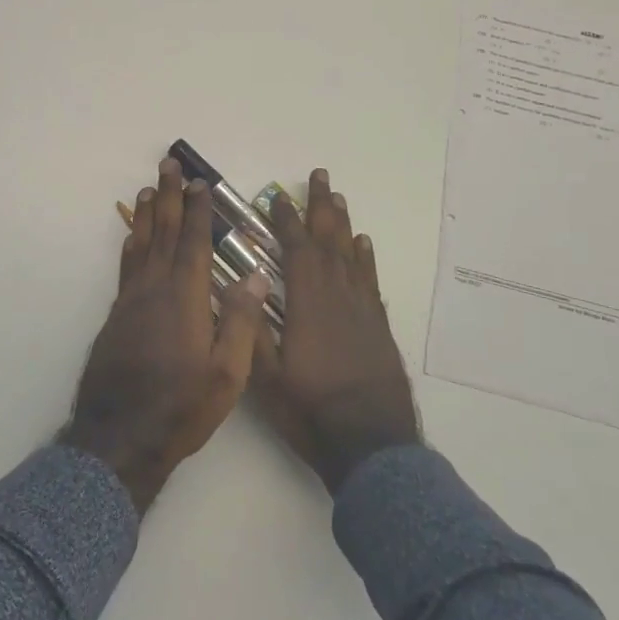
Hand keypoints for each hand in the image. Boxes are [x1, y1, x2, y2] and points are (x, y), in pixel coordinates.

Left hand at [61, 157, 271, 512]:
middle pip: (164, 232)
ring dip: (148, 214)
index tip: (200, 182)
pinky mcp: (116, 315)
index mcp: (185, 297)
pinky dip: (132, 243)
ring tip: (150, 189)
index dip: (198, 210)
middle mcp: (155, 288)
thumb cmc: (181, 407)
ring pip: (141, 245)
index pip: (194, 242)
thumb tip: (254, 273)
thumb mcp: (227, 373)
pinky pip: (127, 266)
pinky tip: (133, 237)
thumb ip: (241, 320)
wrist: (120, 437)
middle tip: (167, 164)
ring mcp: (131, 300)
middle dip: (169, 196)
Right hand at [252, 168, 419, 493]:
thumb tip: (240, 286)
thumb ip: (252, 329)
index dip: (286, 221)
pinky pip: (370, 279)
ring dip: (342, 223)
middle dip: (320, 207)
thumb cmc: (311, 411)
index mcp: (307, 304)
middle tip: (319, 175)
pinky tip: (363, 244)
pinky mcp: (378, 325)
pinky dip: (365, 257)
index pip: (296, 250)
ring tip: (337, 197)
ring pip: (351, 254)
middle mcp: (337, 296)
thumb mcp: (267, 378)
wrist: (371, 444)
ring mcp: (362, 309)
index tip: (277, 197)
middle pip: (328, 240)